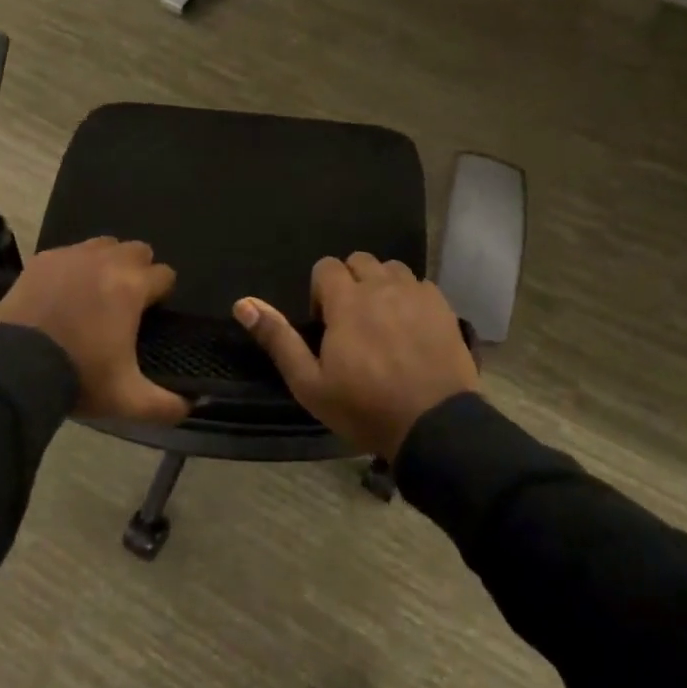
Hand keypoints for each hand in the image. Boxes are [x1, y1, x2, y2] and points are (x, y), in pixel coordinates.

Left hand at [0, 238, 189, 426]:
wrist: (15, 369)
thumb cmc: (79, 377)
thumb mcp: (127, 400)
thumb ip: (165, 405)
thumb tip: (190, 407)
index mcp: (132, 286)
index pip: (165, 274)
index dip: (162, 294)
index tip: (151, 313)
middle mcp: (106, 260)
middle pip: (138, 250)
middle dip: (138, 271)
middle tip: (125, 301)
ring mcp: (72, 256)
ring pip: (104, 245)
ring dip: (108, 262)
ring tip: (95, 292)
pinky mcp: (43, 260)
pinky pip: (70, 252)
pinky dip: (74, 267)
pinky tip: (64, 292)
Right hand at [234, 253, 477, 459]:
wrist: (434, 426)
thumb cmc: (365, 407)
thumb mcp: (309, 383)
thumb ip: (277, 339)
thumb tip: (242, 303)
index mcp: (347, 300)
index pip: (326, 266)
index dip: (320, 291)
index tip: (325, 324)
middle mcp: (381, 286)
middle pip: (360, 261)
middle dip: (350, 283)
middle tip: (351, 322)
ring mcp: (417, 294)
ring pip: (392, 269)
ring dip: (381, 285)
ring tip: (382, 321)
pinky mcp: (443, 307)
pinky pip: (420, 285)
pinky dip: (410, 297)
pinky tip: (411, 327)